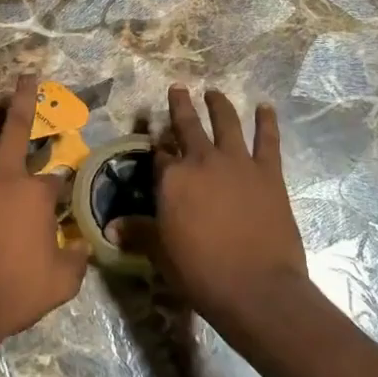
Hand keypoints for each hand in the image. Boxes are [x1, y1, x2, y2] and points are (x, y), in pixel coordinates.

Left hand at [0, 74, 89, 364]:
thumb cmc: (11, 292)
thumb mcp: (60, 284)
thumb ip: (75, 260)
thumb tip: (83, 247)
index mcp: (36, 193)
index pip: (55, 176)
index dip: (60, 181)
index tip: (60, 189)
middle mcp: (4, 172)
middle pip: (17, 125)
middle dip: (25, 98)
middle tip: (26, 77)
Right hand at [109, 86, 309, 327]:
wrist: (256, 288)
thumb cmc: (201, 272)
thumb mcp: (161, 254)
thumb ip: (138, 233)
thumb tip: (109, 228)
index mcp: (172, 179)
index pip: (159, 155)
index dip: (156, 147)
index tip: (154, 140)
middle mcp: (202, 161)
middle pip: (188, 126)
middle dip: (180, 106)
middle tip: (178, 88)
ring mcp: (237, 163)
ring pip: (226, 123)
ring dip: (219, 105)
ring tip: (214, 92)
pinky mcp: (268, 172)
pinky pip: (267, 139)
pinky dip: (267, 121)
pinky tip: (265, 107)